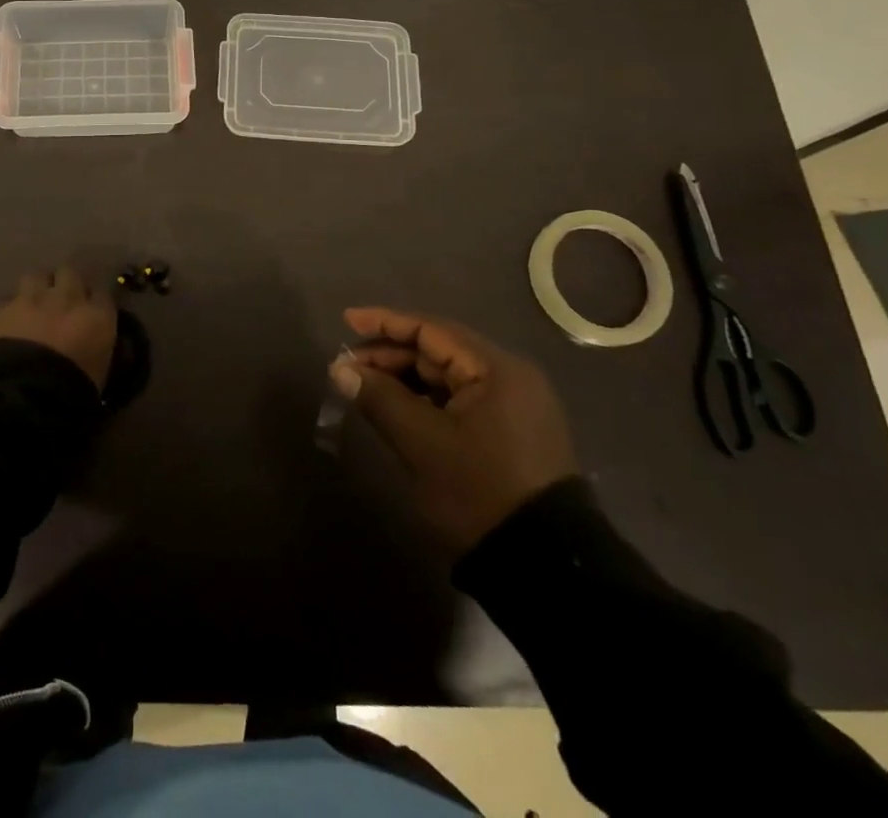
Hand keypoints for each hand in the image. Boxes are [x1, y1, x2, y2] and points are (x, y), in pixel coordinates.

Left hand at [0, 266, 117, 390]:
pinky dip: (10, 311)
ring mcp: (31, 300)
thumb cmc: (72, 394)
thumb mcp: (99, 373)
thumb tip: (93, 343)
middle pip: (69, 273)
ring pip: (36, 277)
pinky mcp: (1, 310)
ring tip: (33, 306)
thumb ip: (98, 348)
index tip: (90, 309)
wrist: (22, 398)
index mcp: (96, 316)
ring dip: (36, 288)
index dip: (93, 299)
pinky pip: (7, 301)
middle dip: (64, 283)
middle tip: (60, 301)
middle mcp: (66, 298)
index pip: (102, 292)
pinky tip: (8, 324)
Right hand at [329, 307, 578, 554]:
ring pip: (447, 377)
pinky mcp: (511, 433)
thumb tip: (340, 370)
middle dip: (391, 355)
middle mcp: (510, 377)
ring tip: (365, 387)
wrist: (546, 568)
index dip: (385, 322)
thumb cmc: (480, 491)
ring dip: (405, 379)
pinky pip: (460, 400)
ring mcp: (514, 407)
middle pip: (439, 351)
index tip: (347, 320)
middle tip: (347, 367)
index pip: (431, 330)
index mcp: (496, 369)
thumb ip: (379, 398)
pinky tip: (397, 409)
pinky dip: (426, 400)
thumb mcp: (422, 443)